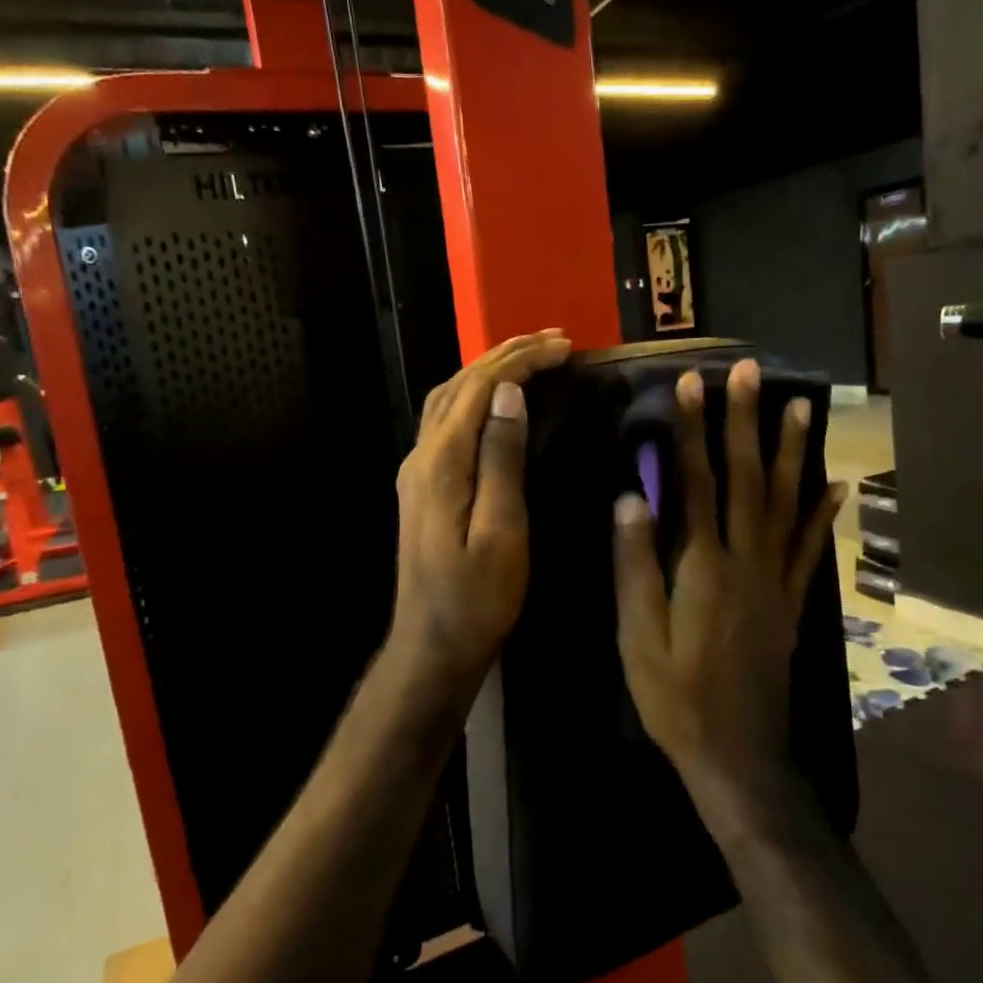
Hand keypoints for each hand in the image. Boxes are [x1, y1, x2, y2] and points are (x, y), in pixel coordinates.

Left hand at [385, 329, 572, 699]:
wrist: (432, 644)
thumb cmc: (477, 598)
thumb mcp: (500, 532)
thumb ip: (501, 459)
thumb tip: (510, 394)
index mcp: (441, 463)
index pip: (480, 388)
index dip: (521, 360)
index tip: (565, 347)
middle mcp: (422, 456)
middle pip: (459, 384)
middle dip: (505, 353)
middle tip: (554, 339)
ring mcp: (417, 470)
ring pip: (449, 399)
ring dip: (488, 369)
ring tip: (531, 355)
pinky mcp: (423, 484)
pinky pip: (448, 420)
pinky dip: (477, 395)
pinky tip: (499, 399)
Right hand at [612, 359, 844, 800]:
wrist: (738, 756)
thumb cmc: (676, 698)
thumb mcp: (639, 638)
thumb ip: (635, 566)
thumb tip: (632, 498)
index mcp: (704, 567)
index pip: (698, 483)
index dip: (693, 431)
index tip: (690, 384)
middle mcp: (747, 562)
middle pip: (749, 479)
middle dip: (746, 421)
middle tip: (750, 372)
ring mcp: (775, 581)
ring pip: (787, 504)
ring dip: (792, 452)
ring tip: (800, 406)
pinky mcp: (789, 602)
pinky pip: (809, 549)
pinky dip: (822, 514)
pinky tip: (836, 487)